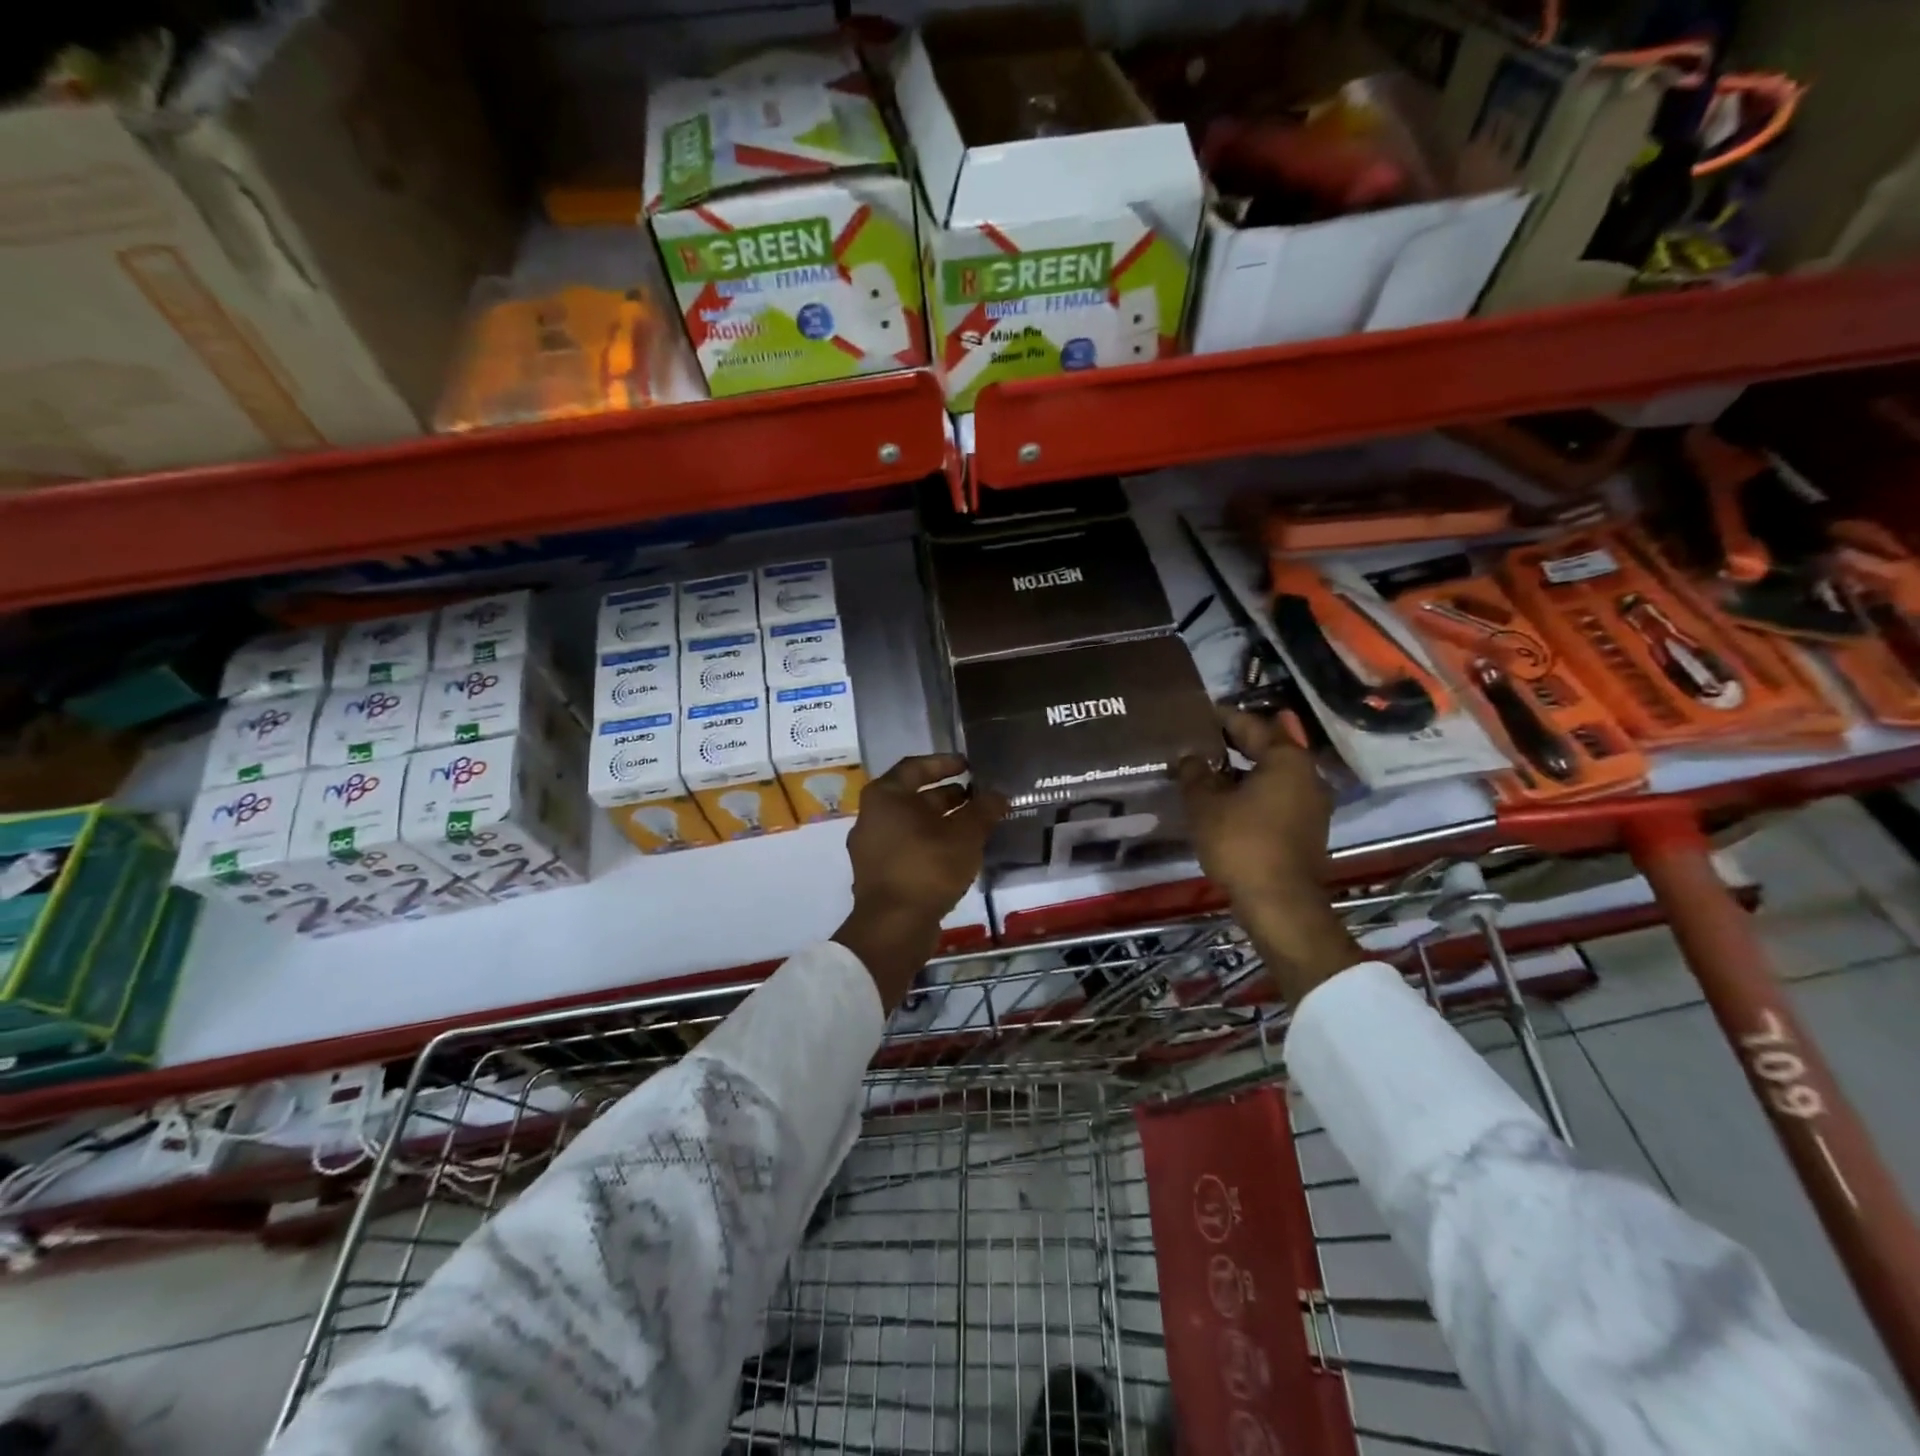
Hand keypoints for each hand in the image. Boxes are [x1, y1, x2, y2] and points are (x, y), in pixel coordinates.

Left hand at [834, 754, 1006, 1008]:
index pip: (915, 767)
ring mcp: (872, 847)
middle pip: (913, 797)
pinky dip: (931, 843)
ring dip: (942, 821)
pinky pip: (908, 847)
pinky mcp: (879, 873)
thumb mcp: (964, 836)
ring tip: (975, 824)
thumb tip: (999, 795)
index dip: (944, 763)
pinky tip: (958, 853)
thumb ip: (983, 811)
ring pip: (912, 825)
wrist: (894, 927)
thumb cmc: (927, 868)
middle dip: (947, 796)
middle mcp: (872, 817)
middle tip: (978, 797)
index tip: (969, 765)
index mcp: (885, 797)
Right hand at [1177, 712, 1361, 1003]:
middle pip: (1266, 748)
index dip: (1222, 717)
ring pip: (1271, 774)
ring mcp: (1311, 804)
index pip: (1251, 725)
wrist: (1279, 904)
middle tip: (1199, 739)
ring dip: (1242, 770)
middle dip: (1233, 743)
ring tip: (1207, 770)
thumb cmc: (1241, 844)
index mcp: (1286, 760)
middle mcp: (1307, 775)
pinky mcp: (1307, 829)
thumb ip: (1195, 774)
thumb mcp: (1206, 805)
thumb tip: (1189, 757)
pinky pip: (1276, 796)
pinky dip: (1252, 791)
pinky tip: (1225, 800)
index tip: (1198, 713)